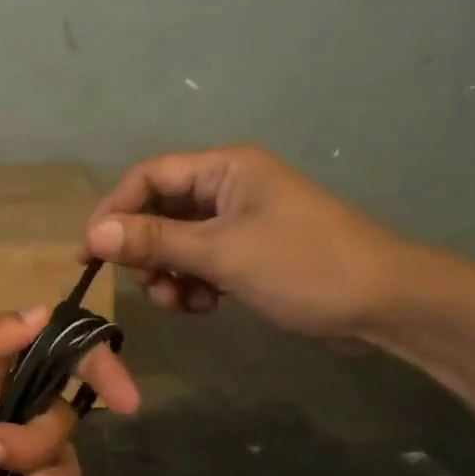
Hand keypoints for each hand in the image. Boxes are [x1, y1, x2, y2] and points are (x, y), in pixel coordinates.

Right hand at [84, 144, 417, 340]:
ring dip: (168, 274)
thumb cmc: (303, 266)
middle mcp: (227, 187)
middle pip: (159, 211)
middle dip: (146, 251)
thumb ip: (155, 241)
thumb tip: (95, 234)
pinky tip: (206, 307)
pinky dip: (193, 284)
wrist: (385, 305)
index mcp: (224, 168)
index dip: (113, 211)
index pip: (148, 177)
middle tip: (148, 286)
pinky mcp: (249, 254)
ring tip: (181, 303)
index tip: (89, 253)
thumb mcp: (222, 253)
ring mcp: (240, 222)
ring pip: (177, 242)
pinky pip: (201, 263)